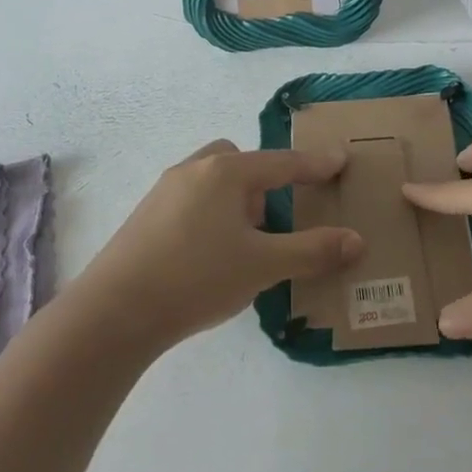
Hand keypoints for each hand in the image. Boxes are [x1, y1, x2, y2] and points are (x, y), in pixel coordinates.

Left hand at [73, 140, 364, 348]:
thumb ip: (313, 251)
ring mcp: (163, 193)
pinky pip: (191, 201)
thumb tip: (356, 241)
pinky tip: (211, 255)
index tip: (339, 159)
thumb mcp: (263, 265)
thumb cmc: (197, 277)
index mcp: (225, 173)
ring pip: (211, 180)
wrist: (114, 312)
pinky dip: (211, 215)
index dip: (314, 164)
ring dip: (235, 199)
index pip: (282, 163)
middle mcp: (192, 172)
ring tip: (245, 241)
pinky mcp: (145, 218)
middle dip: (263, 179)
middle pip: (238, 161)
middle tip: (275, 216)